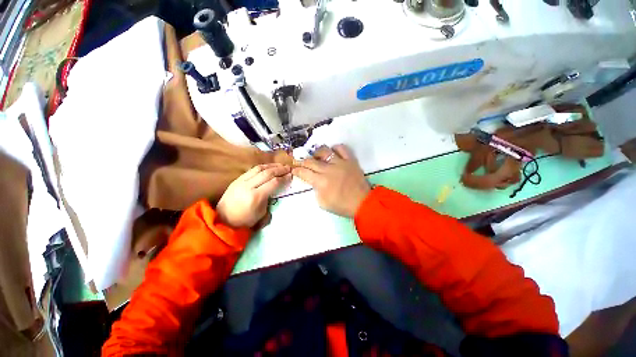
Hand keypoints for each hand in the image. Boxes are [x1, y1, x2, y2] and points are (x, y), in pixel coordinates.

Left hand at [217, 163, 291, 227]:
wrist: (223, 219)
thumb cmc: (244, 220)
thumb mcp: (261, 213)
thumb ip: (269, 199)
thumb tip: (275, 189)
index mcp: (256, 197)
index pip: (273, 183)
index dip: (283, 178)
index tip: (290, 175)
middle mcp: (248, 186)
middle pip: (267, 173)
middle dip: (280, 169)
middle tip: (288, 168)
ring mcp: (241, 181)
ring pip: (259, 168)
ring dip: (271, 165)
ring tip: (280, 165)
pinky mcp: (237, 179)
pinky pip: (251, 170)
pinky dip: (262, 167)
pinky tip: (268, 167)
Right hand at [292, 145, 370, 217]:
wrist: (362, 202)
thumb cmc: (341, 205)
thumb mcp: (322, 203)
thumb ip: (315, 190)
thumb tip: (313, 181)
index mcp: (321, 182)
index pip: (304, 172)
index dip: (297, 170)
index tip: (294, 169)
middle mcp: (329, 169)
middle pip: (311, 161)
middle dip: (303, 162)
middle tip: (302, 164)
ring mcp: (340, 163)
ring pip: (324, 151)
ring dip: (317, 153)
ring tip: (317, 157)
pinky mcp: (350, 160)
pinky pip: (341, 148)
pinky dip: (335, 148)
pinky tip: (332, 153)